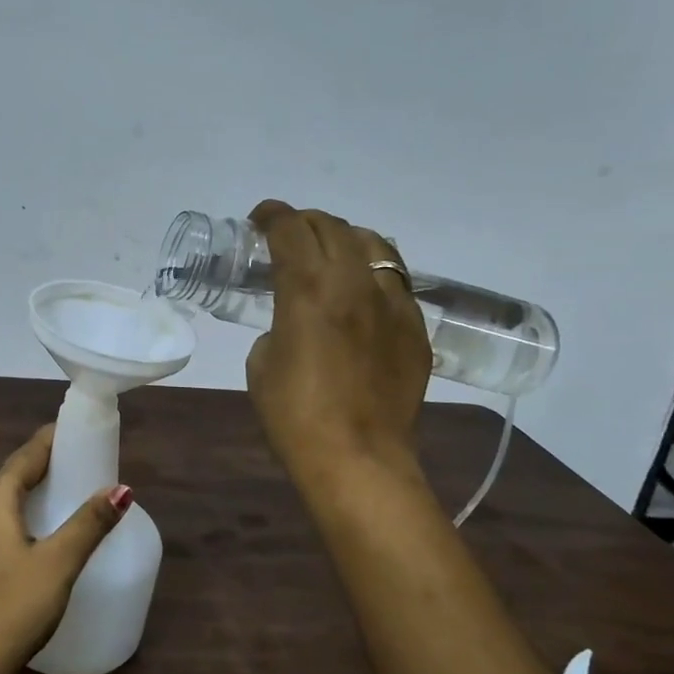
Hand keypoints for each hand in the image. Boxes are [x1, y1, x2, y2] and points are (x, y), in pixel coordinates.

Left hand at [0, 426, 132, 669]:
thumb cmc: (13, 606)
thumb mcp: (59, 563)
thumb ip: (89, 523)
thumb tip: (121, 489)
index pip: (24, 457)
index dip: (49, 441)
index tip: (73, 430)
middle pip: (8, 477)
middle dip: (39, 466)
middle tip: (73, 463)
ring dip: (25, 494)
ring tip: (56, 495)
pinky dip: (14, 518)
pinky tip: (29, 537)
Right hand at [244, 200, 433, 486]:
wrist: (357, 458)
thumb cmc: (294, 415)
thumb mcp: (262, 362)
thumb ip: (278, 325)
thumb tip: (294, 320)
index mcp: (308, 288)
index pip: (289, 228)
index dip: (271, 215)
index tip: (259, 219)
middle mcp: (353, 282)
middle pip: (332, 226)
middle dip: (305, 222)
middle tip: (288, 235)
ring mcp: (392, 302)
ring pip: (373, 244)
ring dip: (344, 238)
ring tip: (331, 252)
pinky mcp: (415, 327)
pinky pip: (395, 282)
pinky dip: (372, 274)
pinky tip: (362, 294)